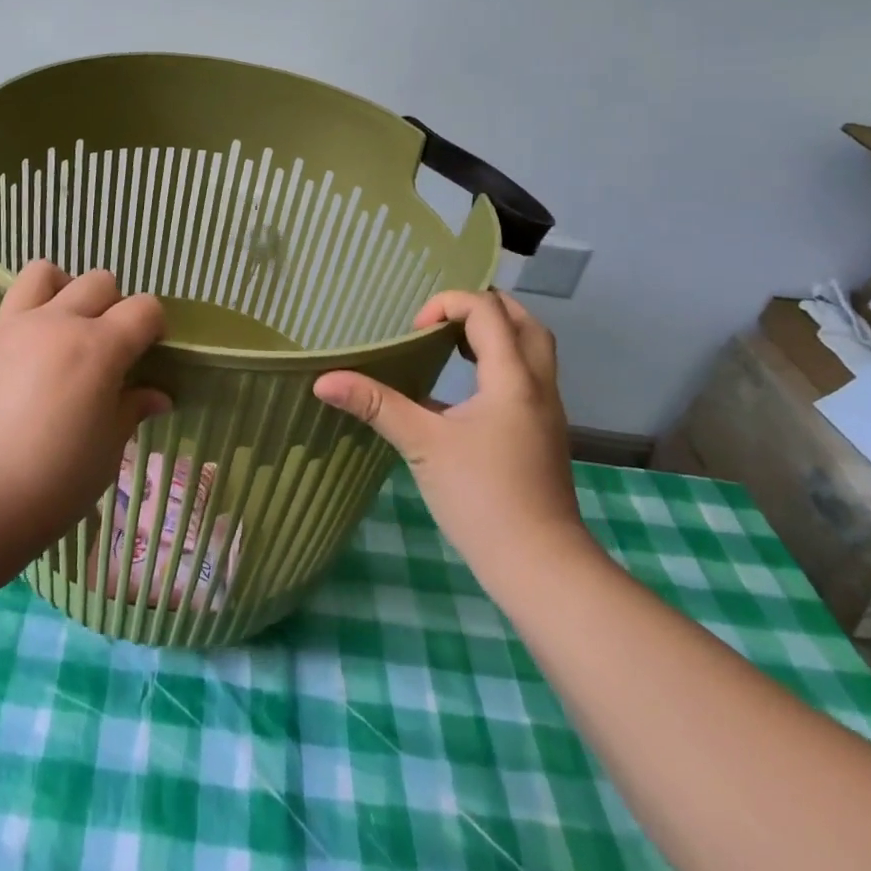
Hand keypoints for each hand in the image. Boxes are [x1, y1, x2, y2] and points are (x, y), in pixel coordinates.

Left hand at [0, 262, 169, 559]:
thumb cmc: (52, 484)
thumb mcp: (106, 452)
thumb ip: (131, 410)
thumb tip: (158, 396)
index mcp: (99, 347)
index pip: (144, 308)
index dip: (154, 324)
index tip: (150, 349)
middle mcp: (56, 322)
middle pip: (97, 282)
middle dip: (112, 303)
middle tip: (106, 341)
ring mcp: (8, 326)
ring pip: (40, 273)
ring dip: (58, 286)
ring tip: (57, 314)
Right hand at [313, 289, 593, 587]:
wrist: (540, 566)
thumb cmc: (481, 497)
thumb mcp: (422, 444)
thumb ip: (375, 405)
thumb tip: (323, 380)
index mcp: (512, 377)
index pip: (487, 310)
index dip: (448, 305)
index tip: (415, 332)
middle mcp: (538, 385)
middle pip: (524, 322)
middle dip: (482, 309)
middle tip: (441, 321)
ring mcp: (546, 411)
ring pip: (532, 351)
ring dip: (495, 336)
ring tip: (452, 345)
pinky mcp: (543, 435)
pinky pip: (527, 379)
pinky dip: (499, 365)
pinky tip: (463, 393)